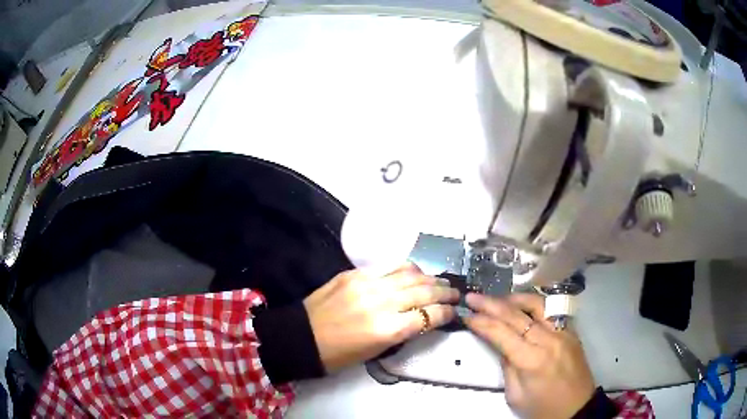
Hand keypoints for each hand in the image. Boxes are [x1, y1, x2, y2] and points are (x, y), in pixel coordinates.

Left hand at [304, 263, 458, 372]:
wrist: (302, 337)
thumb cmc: (339, 354)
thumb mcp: (376, 351)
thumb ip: (402, 331)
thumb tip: (422, 316)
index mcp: (388, 330)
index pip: (429, 315)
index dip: (446, 312)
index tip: (454, 311)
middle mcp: (382, 303)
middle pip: (424, 291)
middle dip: (445, 291)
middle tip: (455, 292)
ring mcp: (367, 284)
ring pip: (410, 274)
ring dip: (430, 277)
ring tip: (439, 281)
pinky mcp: (355, 273)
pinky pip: (388, 265)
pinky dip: (406, 268)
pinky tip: (413, 272)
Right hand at [464, 293, 594, 418]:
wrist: (578, 408)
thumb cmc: (543, 408)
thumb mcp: (516, 396)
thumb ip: (507, 367)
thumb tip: (501, 346)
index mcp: (532, 360)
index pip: (502, 333)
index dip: (482, 322)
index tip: (467, 315)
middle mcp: (548, 340)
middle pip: (516, 314)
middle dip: (491, 304)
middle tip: (472, 297)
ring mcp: (563, 332)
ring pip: (537, 304)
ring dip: (513, 298)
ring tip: (497, 298)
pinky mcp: (571, 331)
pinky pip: (551, 310)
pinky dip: (533, 304)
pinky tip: (522, 305)